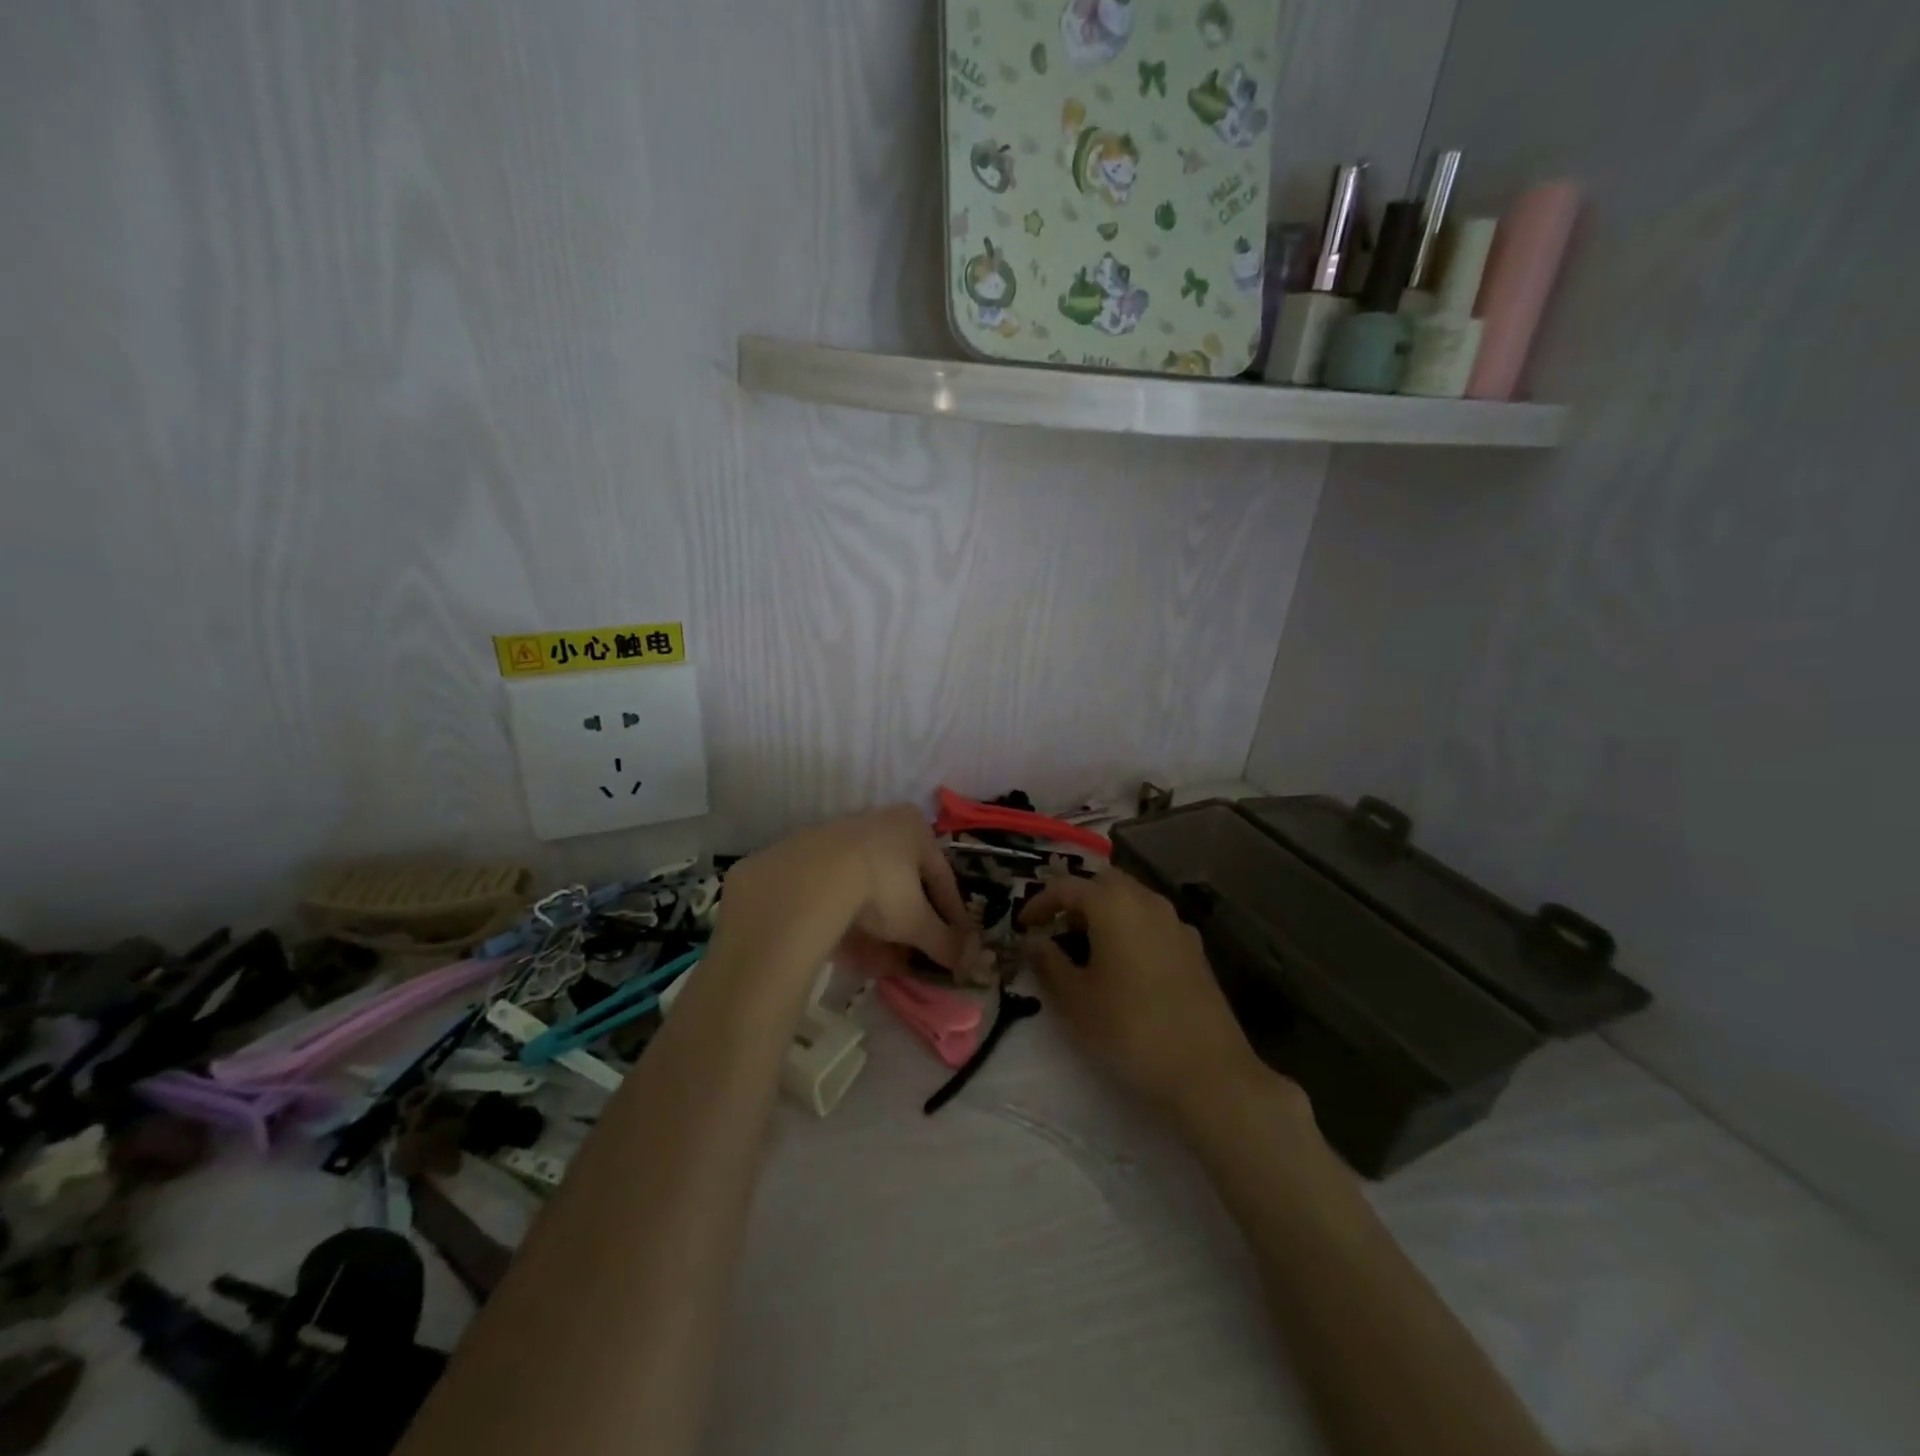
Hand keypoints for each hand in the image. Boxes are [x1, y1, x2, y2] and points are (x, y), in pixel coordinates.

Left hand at [716, 807, 973, 979]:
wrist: (810, 879)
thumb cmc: (880, 888)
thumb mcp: (917, 921)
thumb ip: (944, 941)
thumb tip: (969, 962)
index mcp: (914, 827)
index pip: (942, 876)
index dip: (951, 913)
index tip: (957, 941)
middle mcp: (881, 822)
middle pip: (904, 879)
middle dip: (911, 919)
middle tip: (917, 950)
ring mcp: (842, 836)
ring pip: (871, 887)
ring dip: (880, 922)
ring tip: (884, 957)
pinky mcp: (810, 855)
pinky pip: (840, 892)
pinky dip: (850, 918)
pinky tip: (851, 944)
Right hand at [1021, 870, 1283, 1127]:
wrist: (1208, 1073)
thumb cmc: (1129, 1030)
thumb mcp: (1075, 1000)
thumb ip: (1048, 963)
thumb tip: (1033, 941)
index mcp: (1114, 905)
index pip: (1067, 887)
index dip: (1040, 902)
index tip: (1023, 926)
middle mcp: (1148, 902)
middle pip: (1104, 883)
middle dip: (1076, 899)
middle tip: (1055, 929)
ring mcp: (1177, 925)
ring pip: (1132, 900)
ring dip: (1104, 912)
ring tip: (1085, 948)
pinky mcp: (1195, 950)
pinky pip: (1152, 923)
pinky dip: (1130, 929)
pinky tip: (1123, 966)